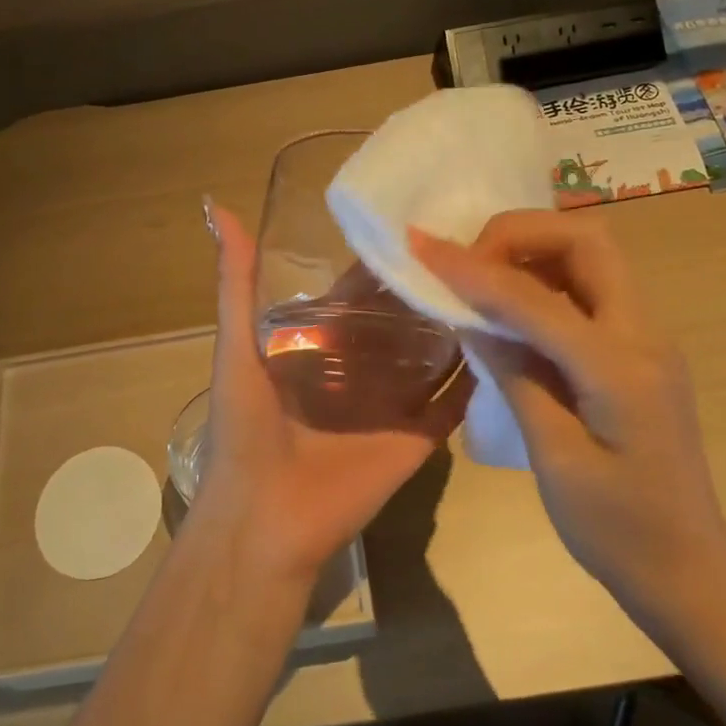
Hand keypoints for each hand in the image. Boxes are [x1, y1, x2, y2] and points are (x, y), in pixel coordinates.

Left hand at [188, 199, 471, 586]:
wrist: (264, 519)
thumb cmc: (246, 430)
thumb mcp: (236, 347)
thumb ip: (235, 283)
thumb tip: (217, 206)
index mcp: (318, 349)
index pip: (356, 297)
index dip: (380, 266)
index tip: (417, 225)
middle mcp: (358, 372)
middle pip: (399, 324)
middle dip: (426, 291)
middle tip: (473, 246)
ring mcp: (391, 405)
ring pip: (431, 358)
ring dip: (456, 327)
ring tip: (498, 282)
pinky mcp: (417, 437)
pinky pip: (453, 404)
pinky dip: (476, 379)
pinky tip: (508, 339)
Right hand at [412, 211, 725, 621]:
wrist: (687, 570)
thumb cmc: (617, 530)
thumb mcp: (554, 457)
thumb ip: (515, 375)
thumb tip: (470, 315)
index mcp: (621, 368)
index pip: (536, 297)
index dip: (474, 269)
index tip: (421, 249)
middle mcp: (644, 335)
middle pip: (586, 242)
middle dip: (519, 234)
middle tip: (465, 263)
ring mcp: (647, 339)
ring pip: (591, 258)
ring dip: (532, 251)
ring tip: (478, 278)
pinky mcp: (637, 352)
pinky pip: (589, 291)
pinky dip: (544, 280)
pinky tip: (509, 309)